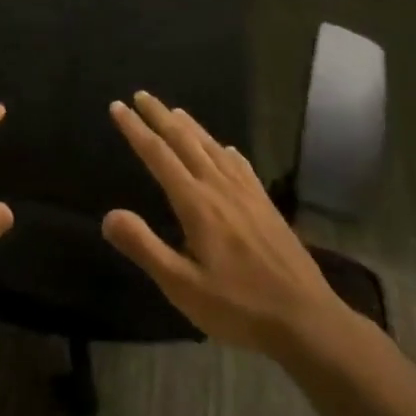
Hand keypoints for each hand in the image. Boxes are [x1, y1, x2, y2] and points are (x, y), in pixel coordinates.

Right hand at [102, 92, 351, 356]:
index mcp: (196, 203)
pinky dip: (225, 149)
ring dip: (190, 126)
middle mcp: (220, 187)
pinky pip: (240, 165)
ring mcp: (247, 194)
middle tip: (141, 95)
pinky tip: (226, 149)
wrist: (307, 320)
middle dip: (160, 116)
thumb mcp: (182, 286)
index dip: (136, 129)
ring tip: (175, 111)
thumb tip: (108, 215)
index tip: (117, 106)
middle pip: (185, 141)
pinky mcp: (266, 205)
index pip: (158, 155)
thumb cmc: (239, 307)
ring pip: (213, 147)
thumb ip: (145, 247)